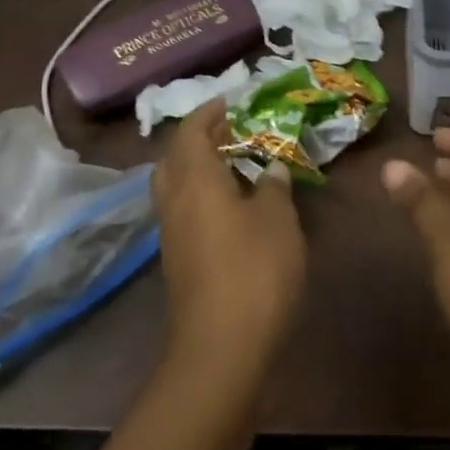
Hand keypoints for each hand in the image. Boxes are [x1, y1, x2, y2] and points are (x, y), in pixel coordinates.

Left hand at [151, 100, 306, 380]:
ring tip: (235, 164)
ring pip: (175, 185)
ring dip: (198, 167)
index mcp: (195, 179)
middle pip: (174, 157)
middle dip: (198, 138)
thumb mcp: (277, 219)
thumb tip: (270, 168)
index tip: (231, 101)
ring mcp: (171, 233)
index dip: (209, 112)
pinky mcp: (178, 260)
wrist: (221, 348)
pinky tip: (231, 205)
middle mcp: (174, 200)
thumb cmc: (254, 270)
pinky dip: (201, 195)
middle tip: (231, 131)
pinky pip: (183, 210)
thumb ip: (273, 186)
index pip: (191, 131)